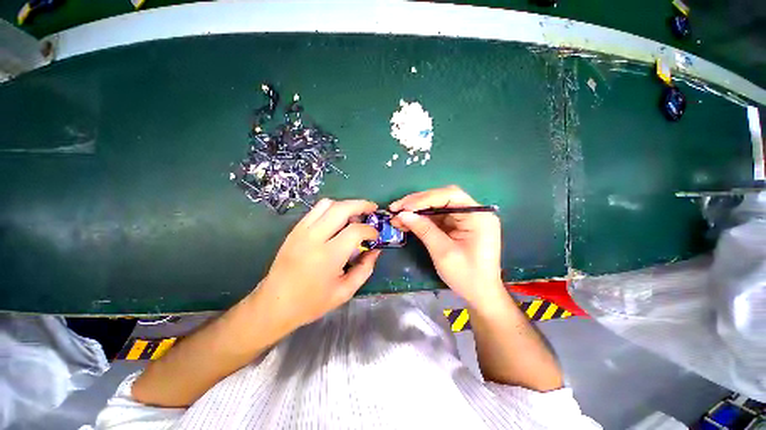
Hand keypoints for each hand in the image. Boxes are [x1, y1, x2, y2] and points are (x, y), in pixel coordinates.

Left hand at [255, 199, 380, 333]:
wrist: (274, 304)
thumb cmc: (312, 302)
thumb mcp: (345, 291)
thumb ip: (365, 269)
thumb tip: (375, 250)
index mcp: (328, 256)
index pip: (355, 231)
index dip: (370, 230)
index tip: (375, 236)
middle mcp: (314, 238)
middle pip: (342, 208)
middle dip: (362, 205)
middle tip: (372, 209)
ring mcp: (301, 231)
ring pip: (327, 204)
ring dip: (345, 205)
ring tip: (355, 214)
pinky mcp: (295, 230)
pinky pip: (316, 210)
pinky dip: (331, 209)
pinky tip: (338, 220)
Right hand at [390, 185, 504, 309]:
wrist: (480, 294)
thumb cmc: (466, 276)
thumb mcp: (443, 252)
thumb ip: (424, 229)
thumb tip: (403, 214)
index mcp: (478, 216)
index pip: (450, 195)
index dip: (425, 198)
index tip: (404, 207)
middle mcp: (473, 212)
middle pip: (442, 198)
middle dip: (417, 203)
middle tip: (396, 208)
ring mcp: (465, 218)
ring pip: (437, 207)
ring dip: (416, 211)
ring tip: (397, 217)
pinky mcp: (458, 226)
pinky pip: (437, 217)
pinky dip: (422, 219)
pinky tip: (407, 222)